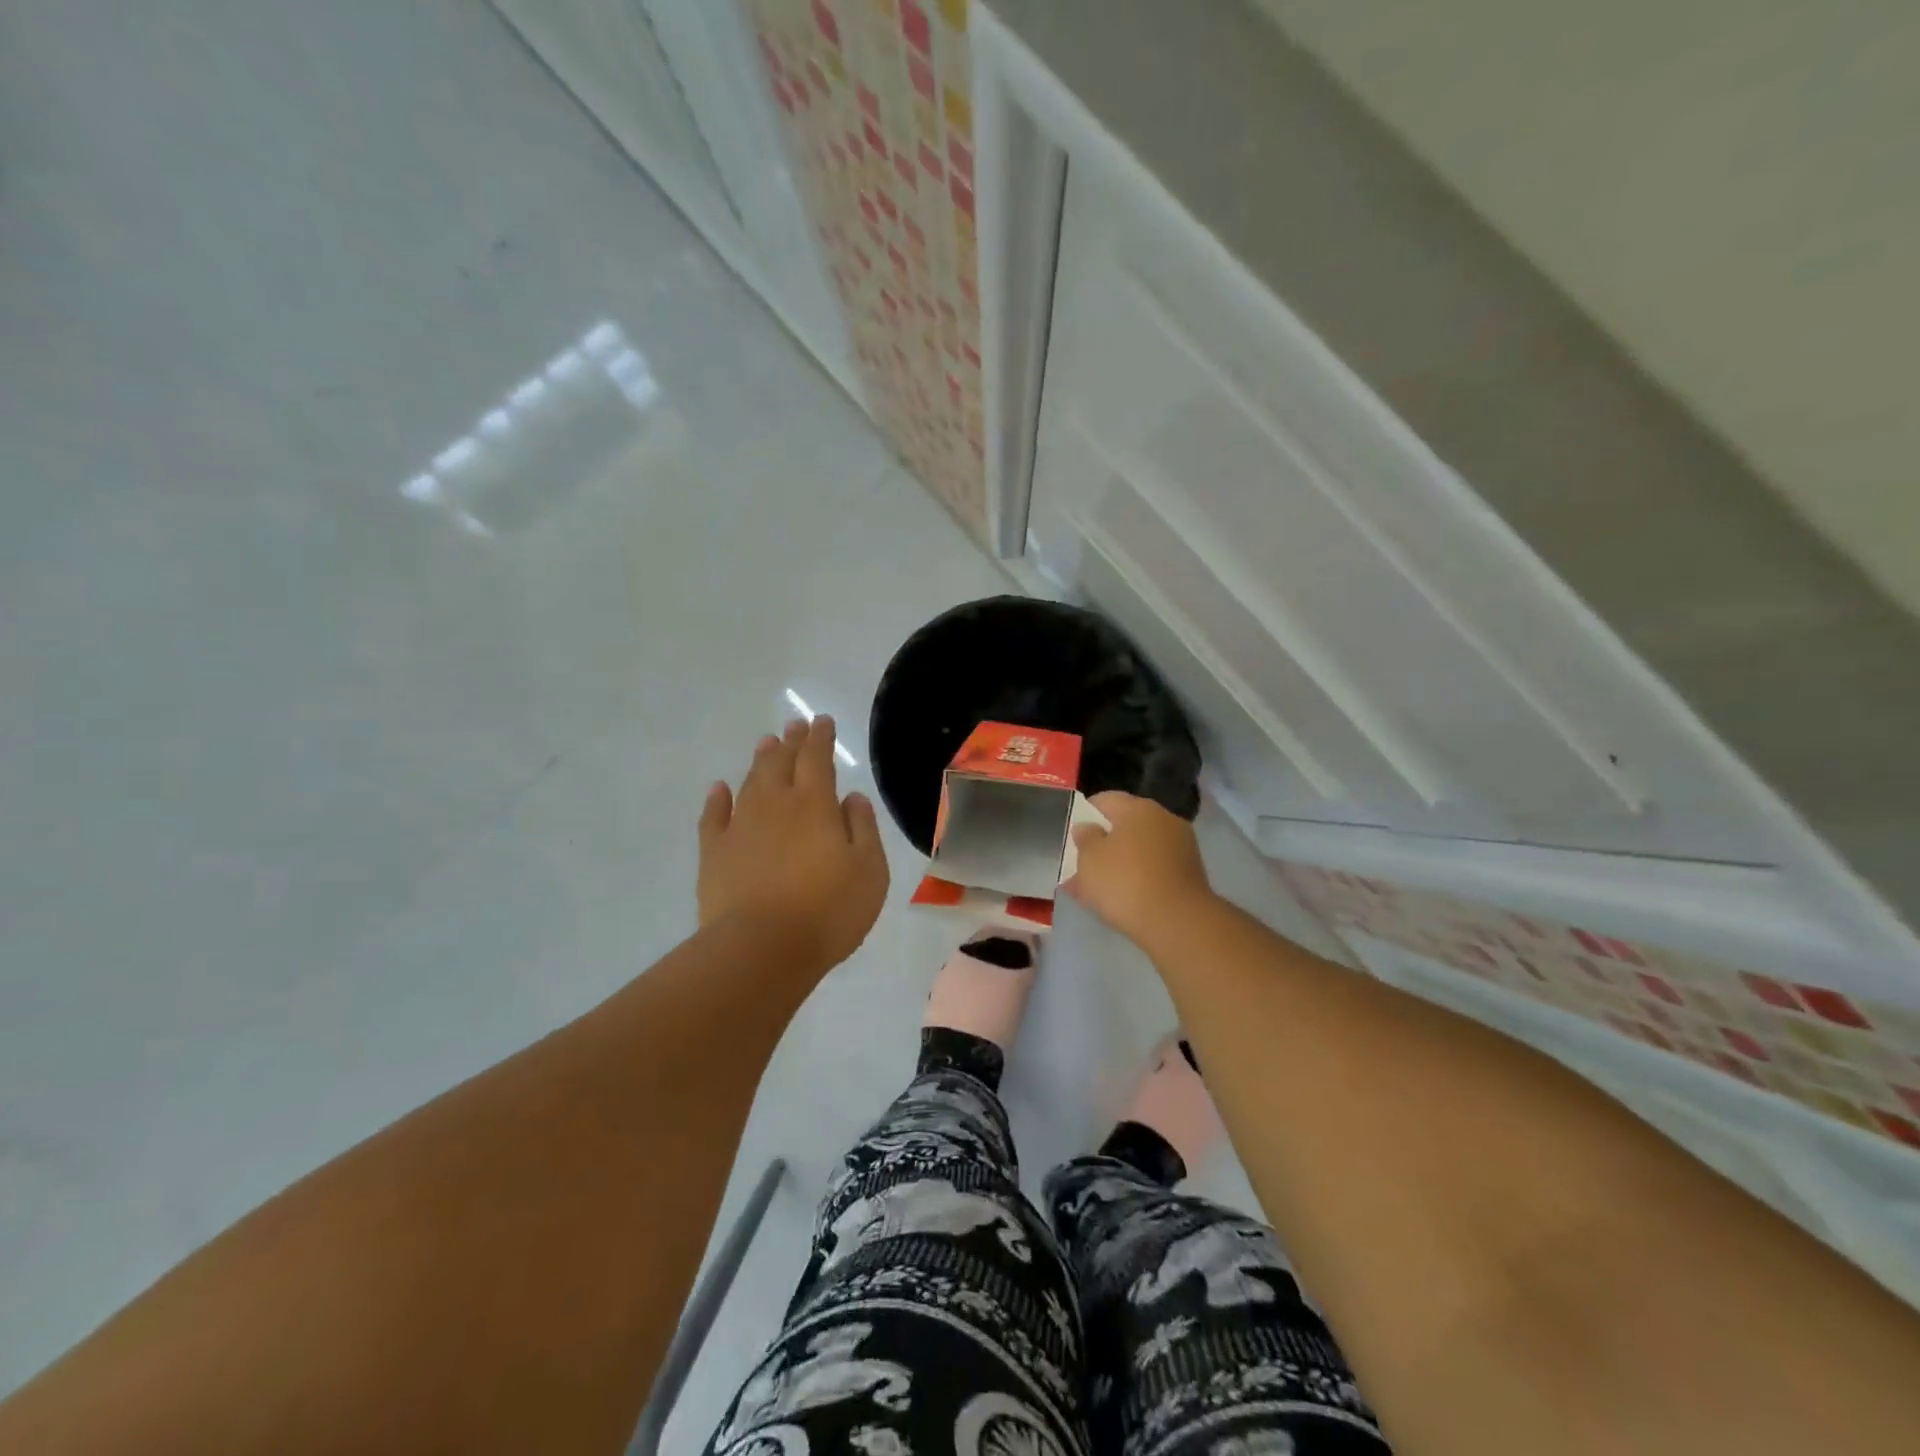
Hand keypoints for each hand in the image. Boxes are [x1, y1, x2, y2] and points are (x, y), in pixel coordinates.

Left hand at [698, 716, 889, 972]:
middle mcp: (776, 805)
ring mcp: (740, 827)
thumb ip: (862, 828)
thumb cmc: (829, 910)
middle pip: (781, 763)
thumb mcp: (869, 870)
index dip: (820, 737)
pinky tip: (718, 789)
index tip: (822, 721)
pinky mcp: (714, 853)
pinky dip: (717, 799)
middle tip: (794, 726)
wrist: (762, 949)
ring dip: (760, 761)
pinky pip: (713, 817)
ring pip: (750, 783)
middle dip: (790, 742)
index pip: (817, 758)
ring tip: (766, 744)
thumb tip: (851, 797)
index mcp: (815, 805)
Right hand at [1066, 791, 1214, 948]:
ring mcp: (1180, 847)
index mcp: (1138, 807)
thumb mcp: (1089, 859)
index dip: (1084, 815)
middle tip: (1081, 865)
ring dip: (1119, 864)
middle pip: (1124, 826)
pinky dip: (1137, 880)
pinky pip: (1153, 870)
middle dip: (1102, 844)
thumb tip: (1087, 827)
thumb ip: (1084, 838)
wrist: (1178, 923)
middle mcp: (1163, 819)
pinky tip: (1120, 899)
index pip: (1104, 800)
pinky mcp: (1189, 874)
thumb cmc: (1125, 882)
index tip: (1071, 836)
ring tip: (1095, 889)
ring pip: (1138, 851)